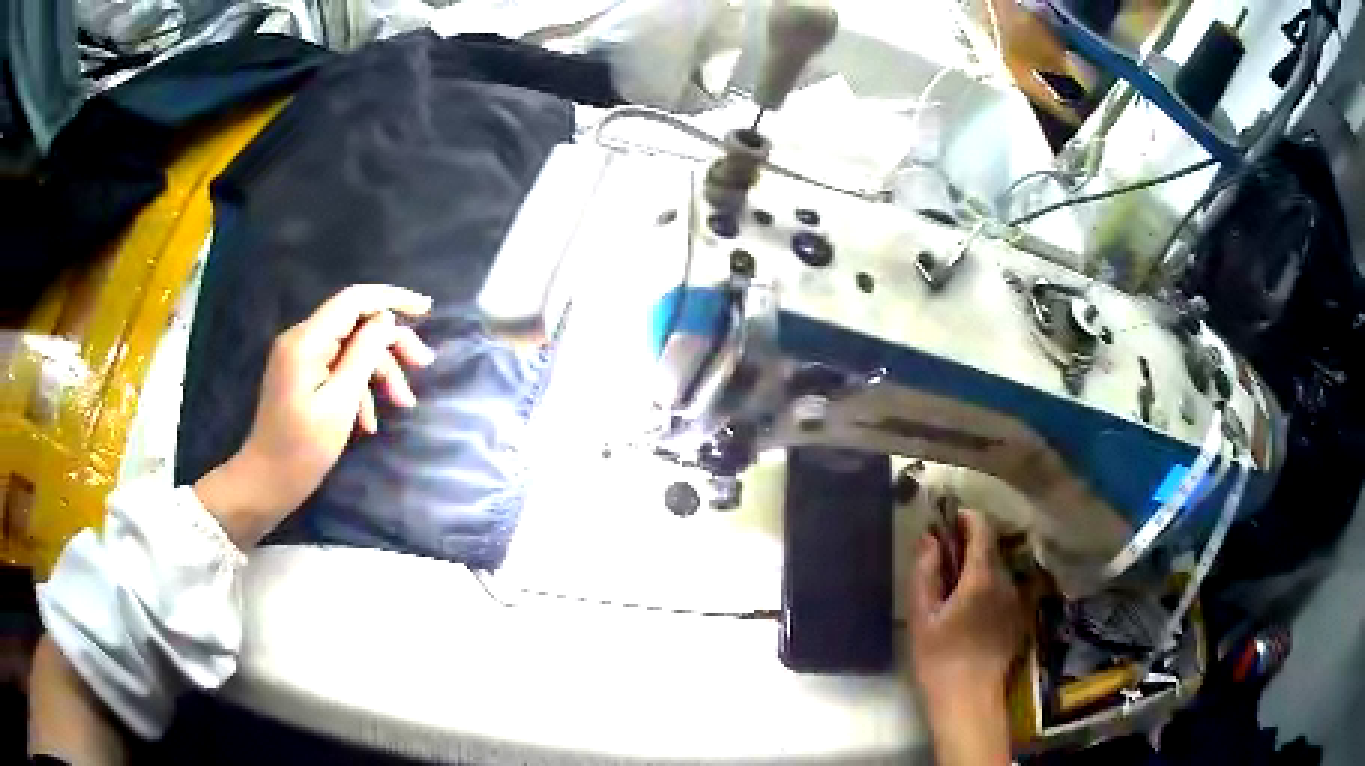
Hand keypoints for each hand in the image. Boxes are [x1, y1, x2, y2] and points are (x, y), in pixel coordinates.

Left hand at [193, 285, 435, 546]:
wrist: (267, 482)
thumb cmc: (303, 449)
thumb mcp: (341, 404)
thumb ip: (363, 355)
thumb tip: (386, 319)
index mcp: (307, 341)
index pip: (354, 300)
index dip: (392, 298)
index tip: (427, 309)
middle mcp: (302, 339)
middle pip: (357, 323)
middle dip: (391, 344)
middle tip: (424, 365)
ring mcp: (301, 357)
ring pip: (352, 348)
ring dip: (379, 372)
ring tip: (402, 404)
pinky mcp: (302, 374)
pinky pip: (339, 367)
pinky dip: (359, 388)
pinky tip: (370, 420)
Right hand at [909, 508, 1020, 765]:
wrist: (969, 699)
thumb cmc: (940, 658)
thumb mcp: (922, 617)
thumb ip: (925, 573)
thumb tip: (928, 539)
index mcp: (982, 577)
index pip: (982, 529)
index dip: (966, 517)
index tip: (947, 520)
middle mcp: (1006, 581)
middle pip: (991, 548)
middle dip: (968, 544)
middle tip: (942, 558)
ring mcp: (1015, 600)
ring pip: (997, 569)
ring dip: (978, 566)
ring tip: (953, 587)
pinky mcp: (1017, 617)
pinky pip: (1002, 589)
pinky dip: (987, 586)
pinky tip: (969, 611)